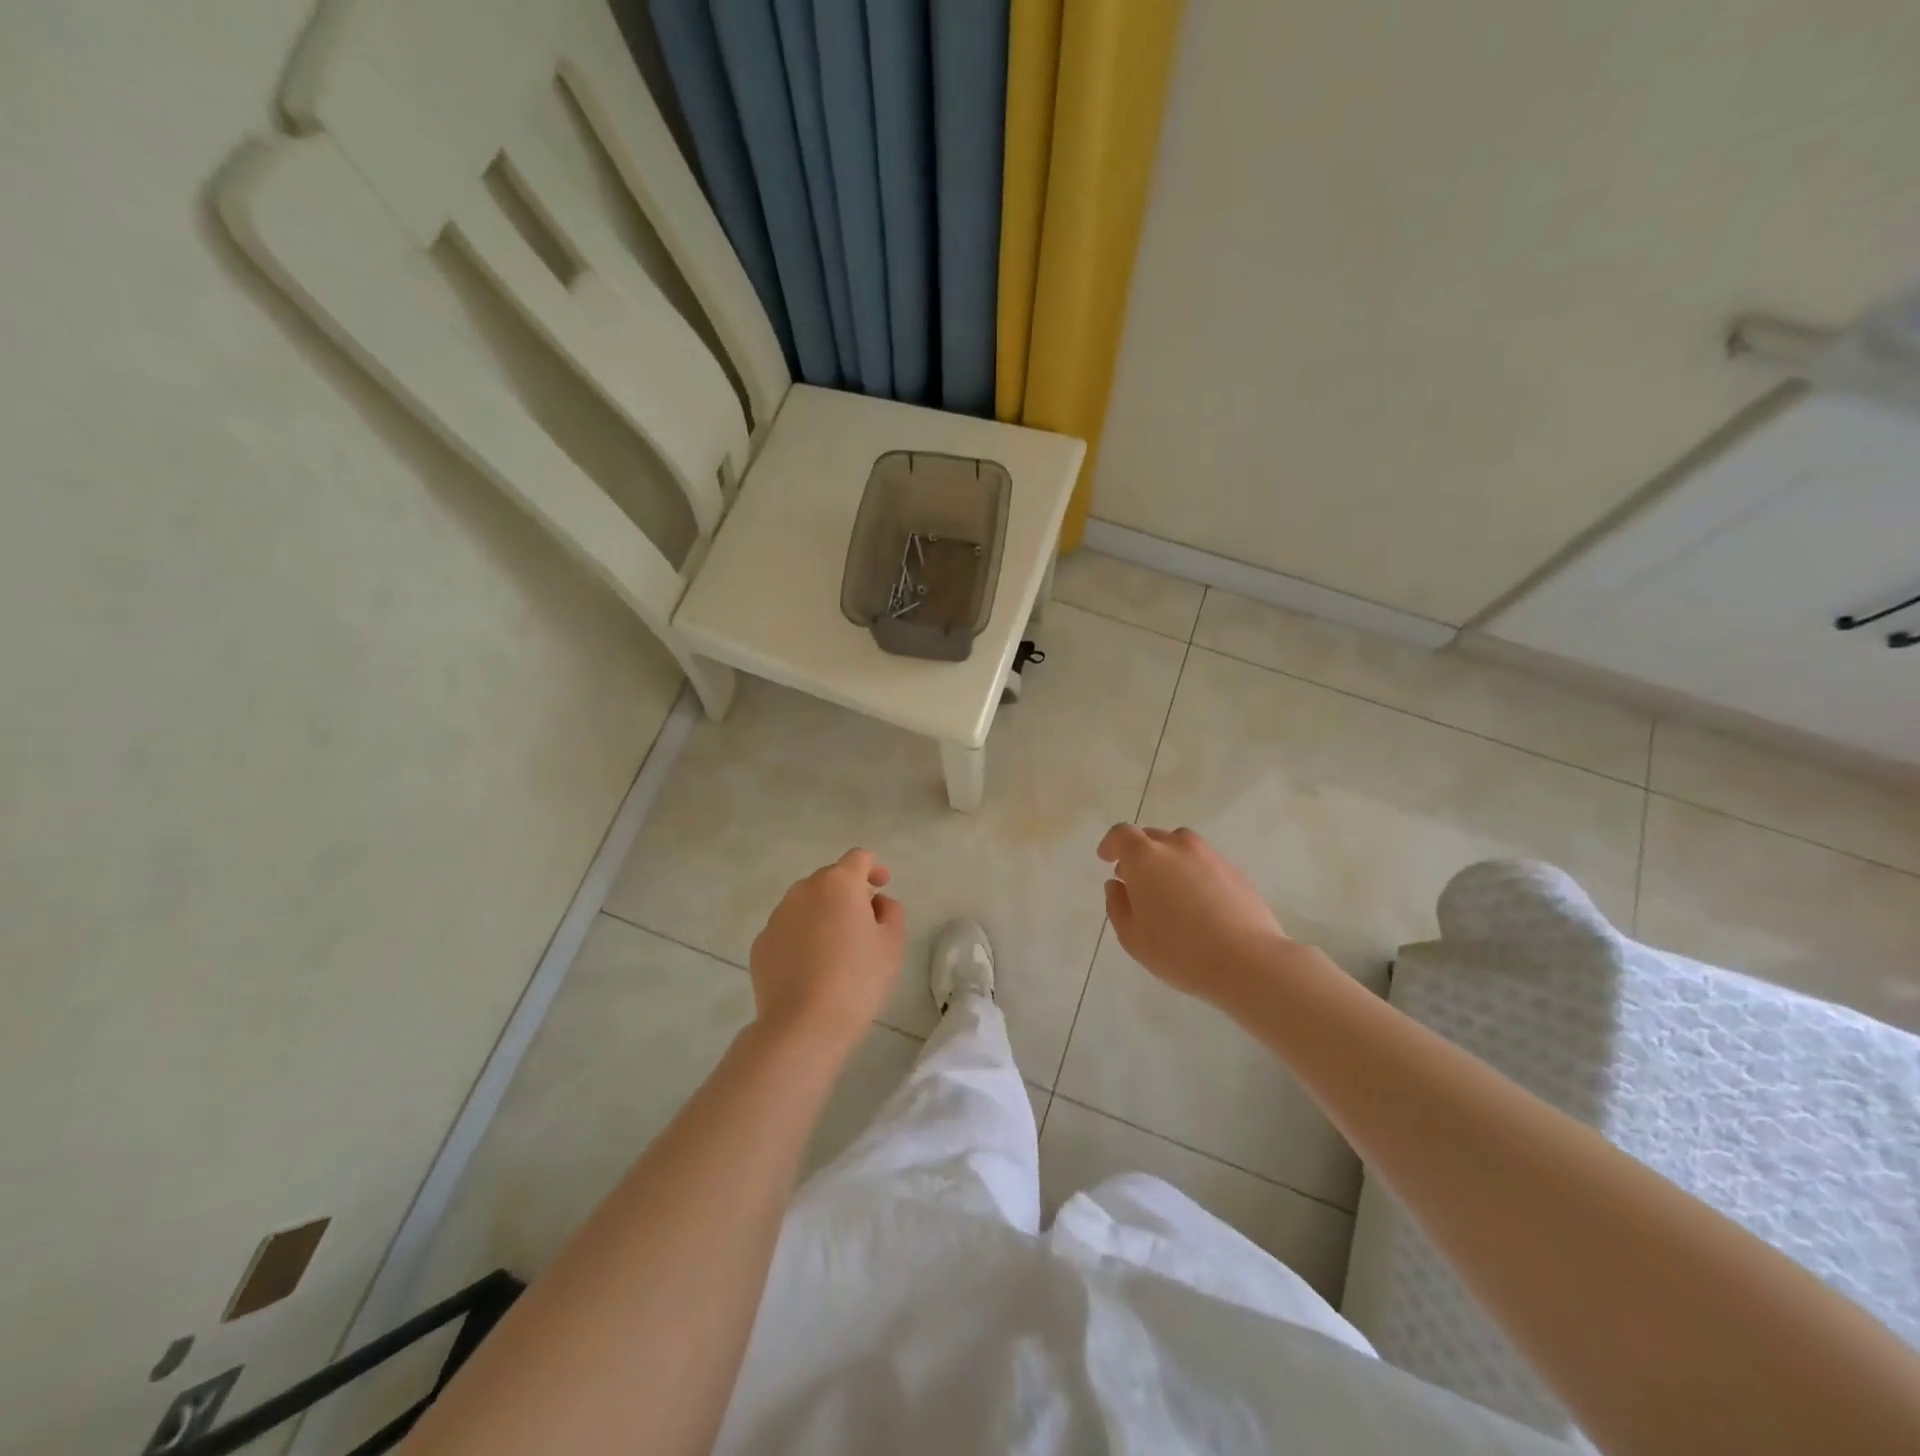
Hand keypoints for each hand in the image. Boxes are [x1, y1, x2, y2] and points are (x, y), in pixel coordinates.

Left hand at [749, 849, 904, 1045]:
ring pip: (806, 904)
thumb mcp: (892, 944)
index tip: (882, 886)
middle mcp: (804, 890)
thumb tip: (876, 903)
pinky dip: (801, 937)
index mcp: (839, 883)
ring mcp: (777, 916)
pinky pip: (788, 929)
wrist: (803, 1025)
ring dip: (822, 914)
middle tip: (863, 924)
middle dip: (848, 893)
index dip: (874, 868)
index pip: (858, 858)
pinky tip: (811, 968)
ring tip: (835, 949)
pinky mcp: (761, 943)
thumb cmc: (857, 980)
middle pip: (830, 879)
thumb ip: (891, 912)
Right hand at [1097, 824, 1289, 1006]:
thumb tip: (1117, 885)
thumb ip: (1117, 906)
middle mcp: (1177, 847)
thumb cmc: (1180, 951)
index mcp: (1145, 858)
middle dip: (1138, 853)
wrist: (1248, 961)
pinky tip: (1196, 903)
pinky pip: (1203, 862)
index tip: (1106, 858)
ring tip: (1167, 890)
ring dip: (1167, 860)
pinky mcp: (1234, 870)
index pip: (1122, 834)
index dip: (1111, 844)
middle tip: (1134, 881)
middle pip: (1151, 837)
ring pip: (1180, 846)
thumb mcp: (1133, 937)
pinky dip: (1192, 872)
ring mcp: (1209, 855)